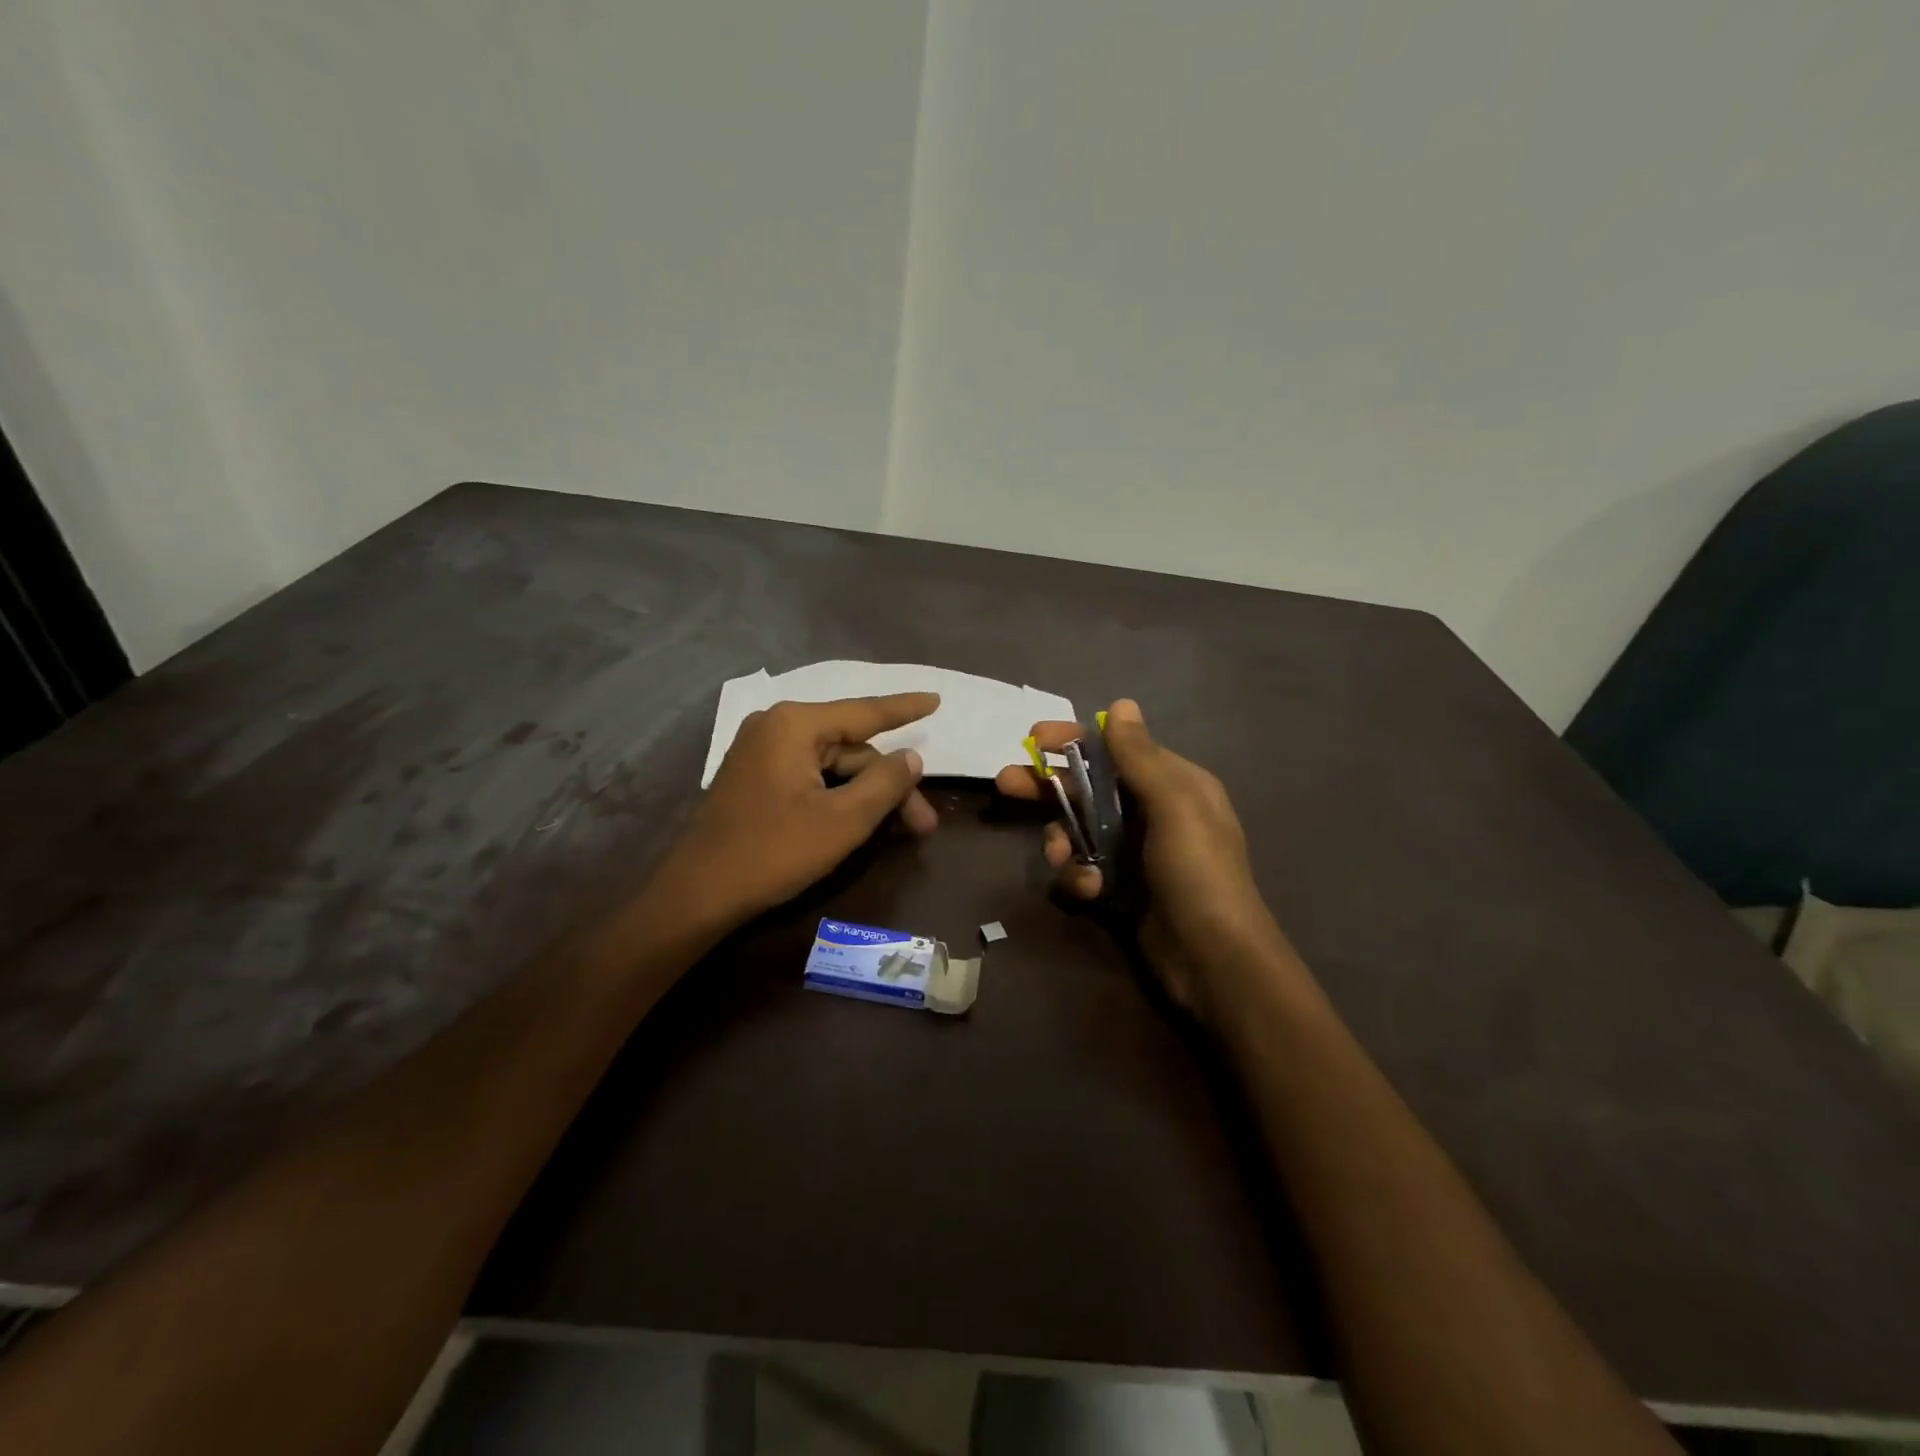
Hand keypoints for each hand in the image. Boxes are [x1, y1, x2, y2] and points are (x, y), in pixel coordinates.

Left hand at [651, 693, 939, 931]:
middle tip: (923, 824)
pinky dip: (839, 795)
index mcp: (795, 725)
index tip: (936, 699)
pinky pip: (810, 775)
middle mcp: (776, 727)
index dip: (905, 708)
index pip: (865, 711)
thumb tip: (911, 757)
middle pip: (850, 748)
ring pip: (832, 765)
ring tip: (901, 829)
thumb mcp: (842, 821)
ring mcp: (761, 752)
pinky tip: (861, 820)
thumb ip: (884, 783)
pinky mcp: (755, 778)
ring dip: (866, 794)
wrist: (698, 894)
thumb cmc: (773, 852)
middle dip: (889, 784)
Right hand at [995, 698, 1291, 1023]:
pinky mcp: (1117, 887)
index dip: (1074, 740)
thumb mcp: (1174, 804)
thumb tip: (1121, 704)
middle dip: (1047, 787)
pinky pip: (1081, 868)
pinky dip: (1077, 876)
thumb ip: (1141, 756)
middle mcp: (1150, 812)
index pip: (1115, 749)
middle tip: (1005, 783)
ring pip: (1076, 830)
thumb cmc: (1197, 871)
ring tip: (1061, 856)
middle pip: (1086, 787)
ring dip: (1061, 840)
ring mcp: (1131, 852)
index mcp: (1171, 783)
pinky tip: (1089, 891)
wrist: (1213, 959)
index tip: (1035, 738)